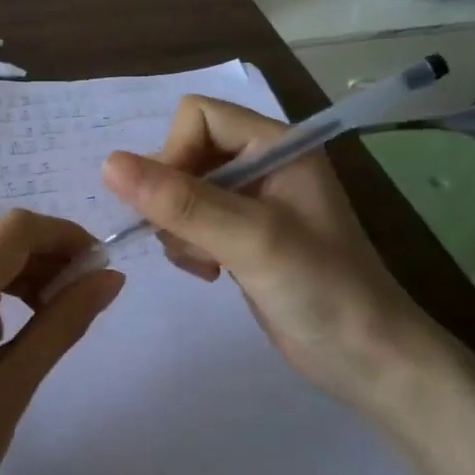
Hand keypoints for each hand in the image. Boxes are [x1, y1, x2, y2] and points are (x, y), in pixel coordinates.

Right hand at [101, 96, 455, 423]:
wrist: (366, 358)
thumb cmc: (321, 289)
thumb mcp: (251, 240)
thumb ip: (182, 202)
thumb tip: (109, 164)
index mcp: (277, 144)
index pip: (198, 116)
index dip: (173, 154)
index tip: (174, 207)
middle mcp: (263, 164)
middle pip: (185, 153)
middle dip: (174, 198)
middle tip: (193, 242)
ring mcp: (252, 202)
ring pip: (181, 191)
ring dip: (180, 229)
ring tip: (207, 263)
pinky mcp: (242, 236)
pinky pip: (191, 222)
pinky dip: (189, 246)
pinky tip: (212, 273)